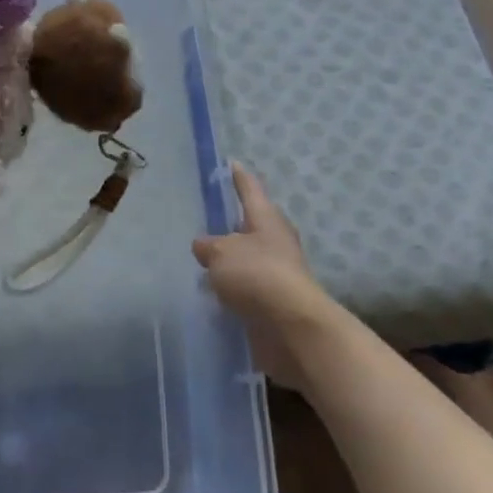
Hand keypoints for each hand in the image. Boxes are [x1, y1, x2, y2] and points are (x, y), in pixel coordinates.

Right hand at [193, 163, 338, 389]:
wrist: (292, 330)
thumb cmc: (257, 275)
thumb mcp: (221, 253)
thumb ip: (208, 246)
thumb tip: (203, 246)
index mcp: (266, 218)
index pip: (249, 188)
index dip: (238, 176)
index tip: (231, 163)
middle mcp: (275, 242)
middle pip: (250, 225)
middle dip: (230, 223)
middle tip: (203, 218)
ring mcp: (276, 274)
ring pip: (247, 259)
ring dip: (229, 260)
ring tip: (200, 259)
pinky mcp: (273, 304)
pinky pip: (246, 289)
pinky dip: (231, 289)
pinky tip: (210, 292)